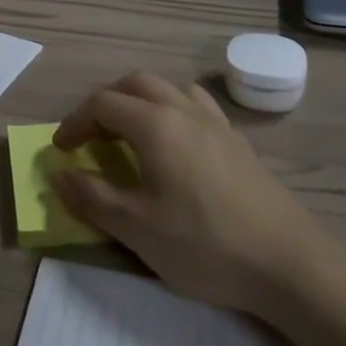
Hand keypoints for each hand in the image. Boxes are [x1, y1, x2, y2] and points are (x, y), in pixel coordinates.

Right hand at [51, 71, 330, 314]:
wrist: (288, 262)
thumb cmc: (204, 243)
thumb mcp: (136, 228)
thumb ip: (92, 196)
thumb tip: (58, 173)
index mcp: (154, 124)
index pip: (103, 104)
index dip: (75, 122)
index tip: (62, 150)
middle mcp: (183, 110)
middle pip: (135, 83)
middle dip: (106, 102)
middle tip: (91, 135)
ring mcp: (215, 122)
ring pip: (168, 89)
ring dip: (140, 101)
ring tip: (130, 134)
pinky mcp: (237, 140)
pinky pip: (196, 105)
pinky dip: (172, 111)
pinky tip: (176, 144)